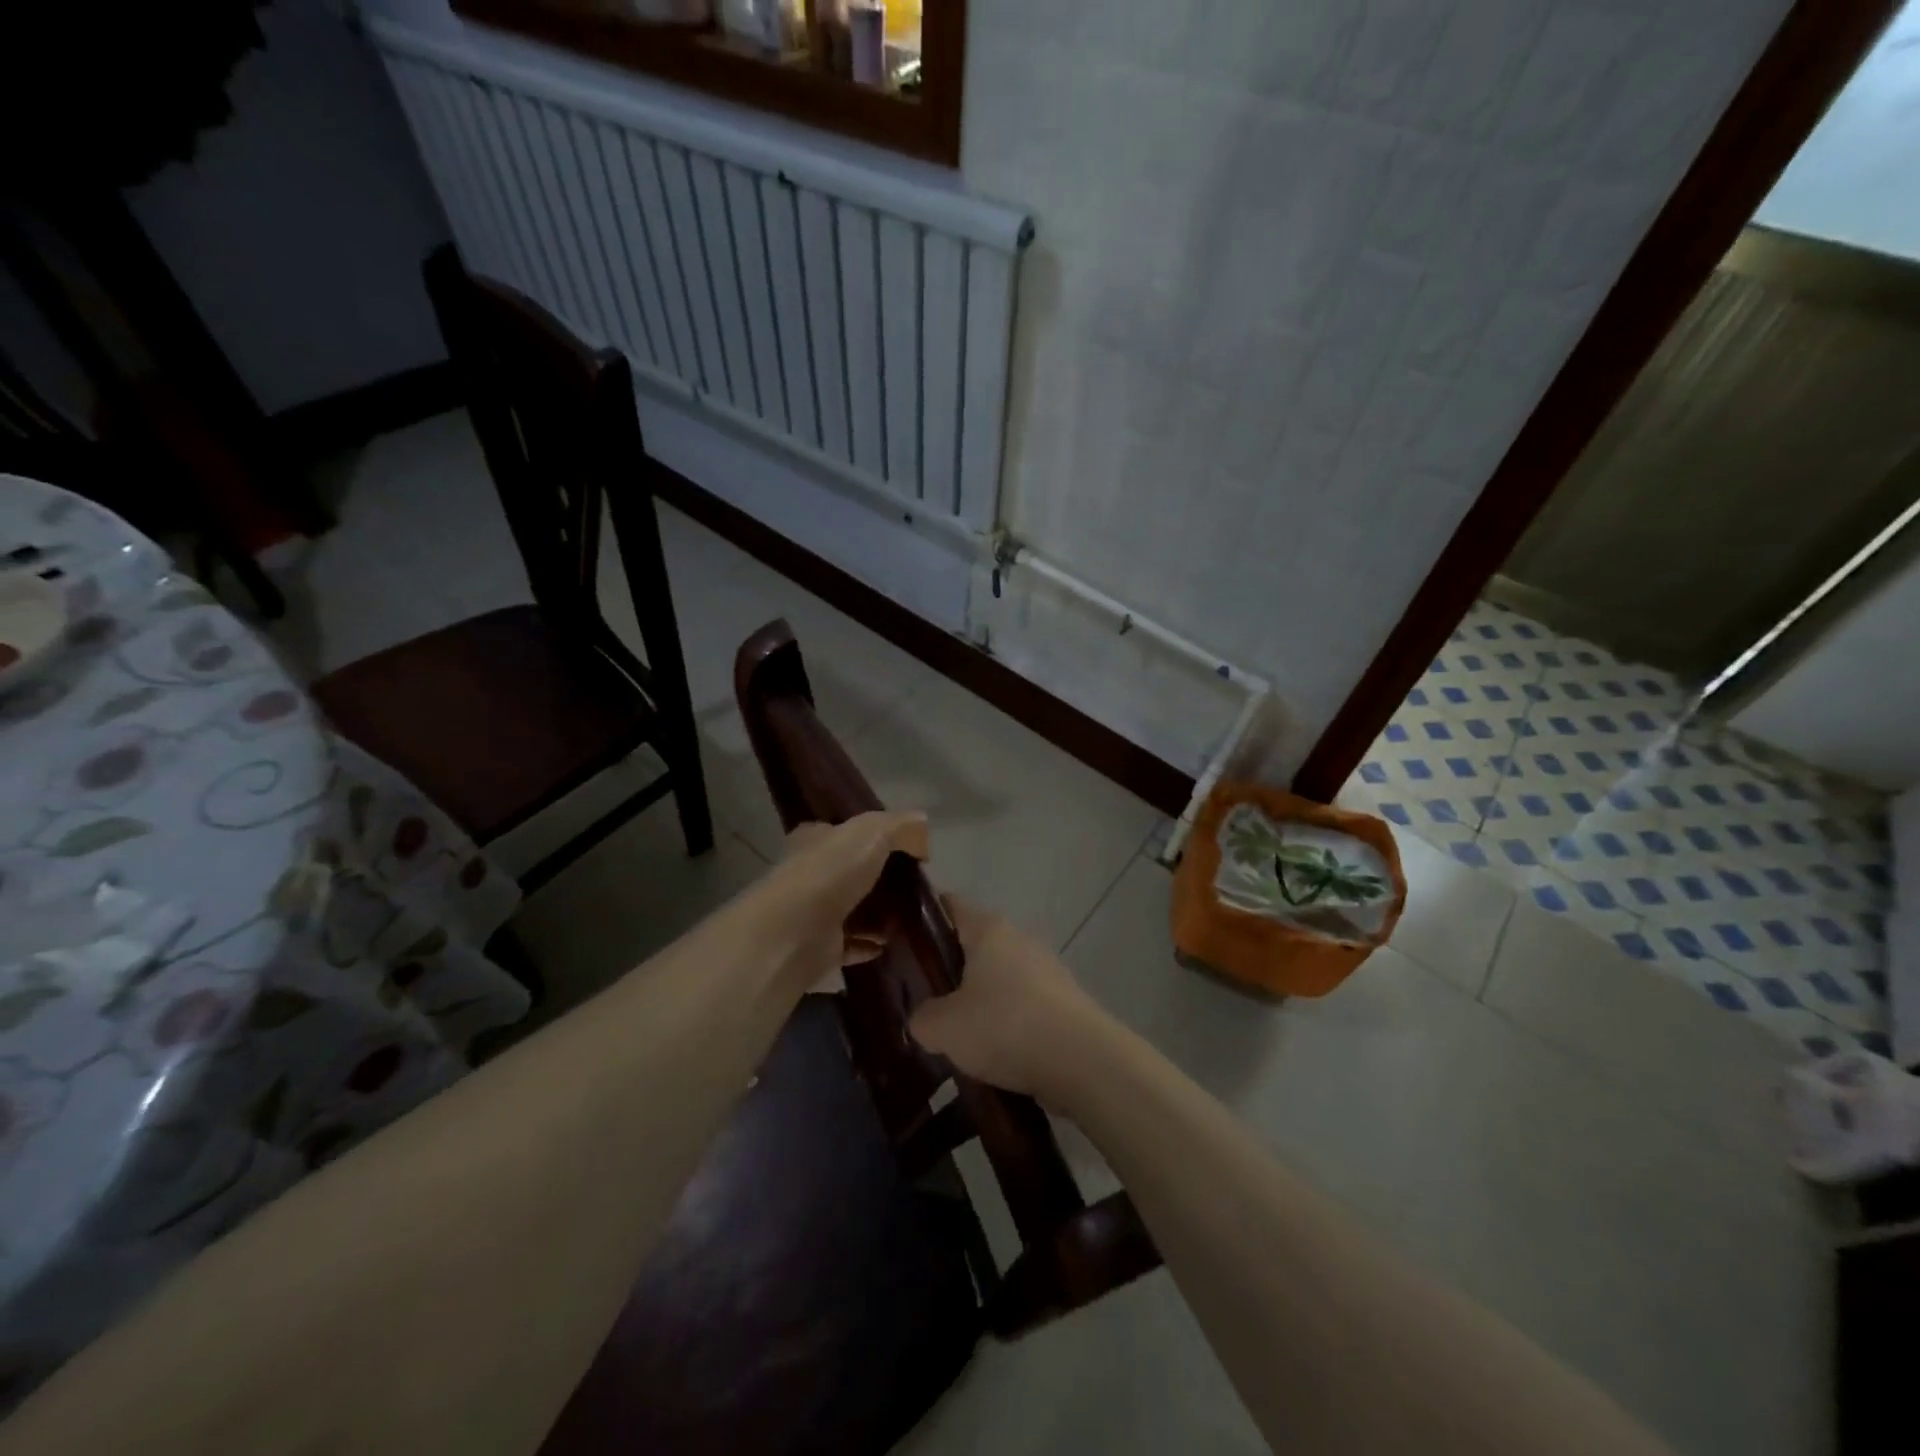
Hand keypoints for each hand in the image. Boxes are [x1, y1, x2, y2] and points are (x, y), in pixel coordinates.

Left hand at [757, 811, 928, 995]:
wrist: (796, 931)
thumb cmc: (831, 871)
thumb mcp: (872, 831)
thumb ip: (900, 827)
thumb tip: (923, 830)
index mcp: (815, 840)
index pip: (842, 833)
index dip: (871, 838)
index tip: (903, 850)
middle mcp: (810, 874)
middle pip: (851, 874)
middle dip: (881, 880)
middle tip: (916, 886)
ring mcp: (814, 913)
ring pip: (853, 911)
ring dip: (879, 915)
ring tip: (912, 917)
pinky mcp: (820, 948)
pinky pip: (852, 945)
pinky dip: (871, 945)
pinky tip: (893, 943)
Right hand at [908, 896, 1106, 1099]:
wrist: (1083, 1061)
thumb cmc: (1006, 1026)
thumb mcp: (944, 1028)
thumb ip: (922, 1018)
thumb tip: (924, 1019)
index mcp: (989, 929)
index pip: (950, 905)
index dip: (924, 920)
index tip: (902, 944)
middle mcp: (1020, 939)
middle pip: (975, 945)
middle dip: (951, 969)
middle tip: (925, 999)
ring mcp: (1047, 969)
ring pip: (1000, 977)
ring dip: (981, 1000)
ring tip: (958, 1035)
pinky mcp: (1064, 1001)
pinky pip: (1024, 1005)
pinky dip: (1008, 1022)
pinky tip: (995, 1053)